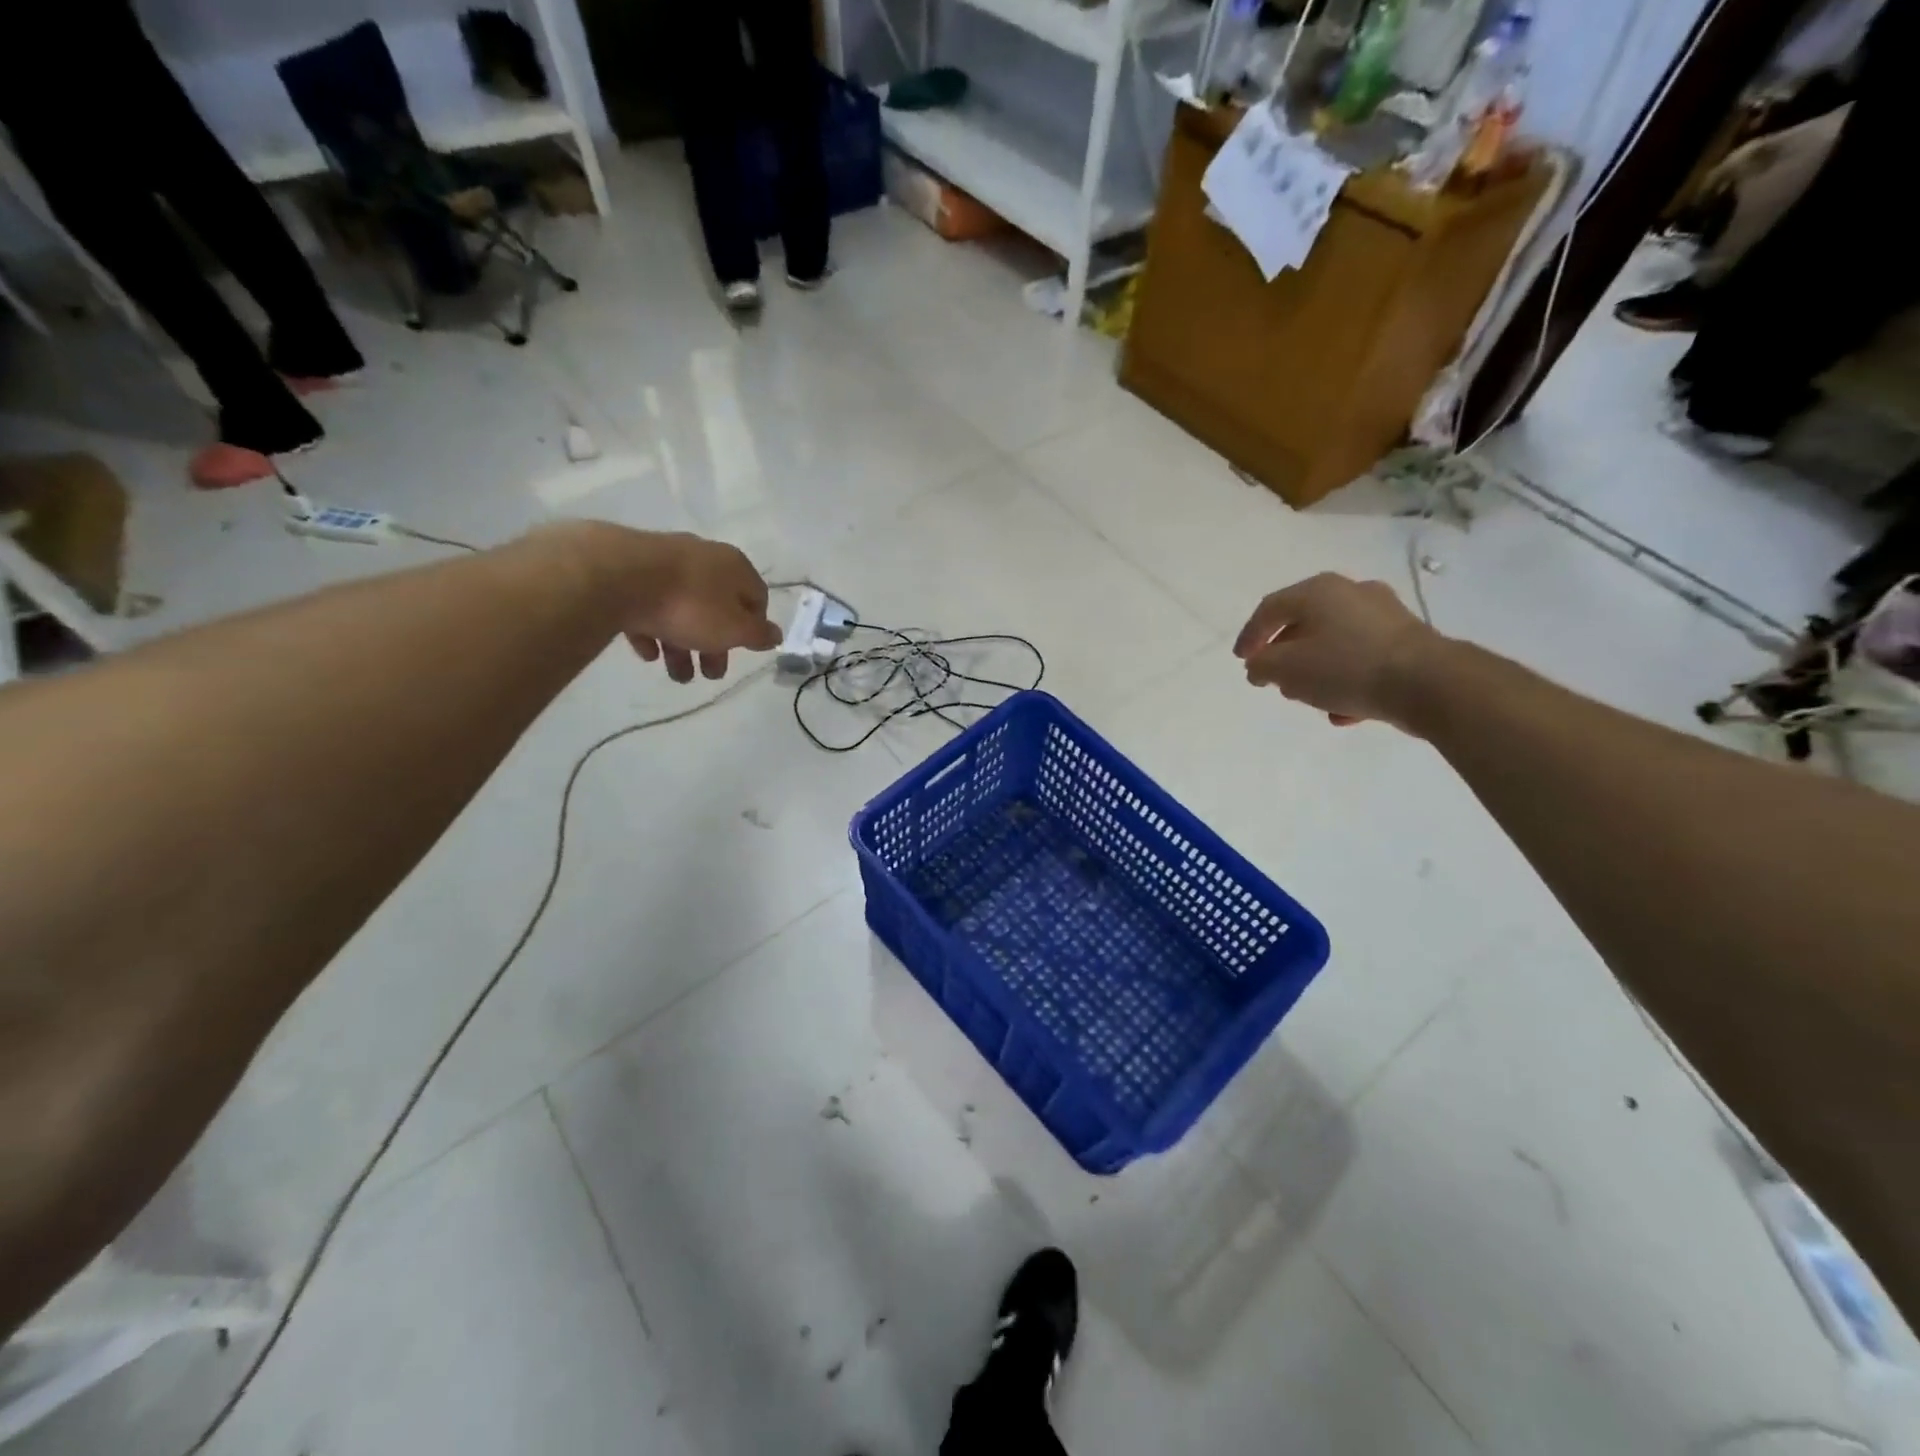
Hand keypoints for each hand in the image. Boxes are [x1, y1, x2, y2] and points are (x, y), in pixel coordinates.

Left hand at [604, 529, 781, 682]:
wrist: (618, 576)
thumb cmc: (690, 605)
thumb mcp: (734, 628)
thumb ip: (758, 634)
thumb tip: (776, 635)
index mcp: (734, 567)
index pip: (757, 597)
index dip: (754, 628)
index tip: (744, 652)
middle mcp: (703, 559)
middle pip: (717, 607)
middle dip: (714, 646)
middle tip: (709, 674)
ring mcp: (664, 563)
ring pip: (682, 609)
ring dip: (682, 645)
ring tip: (675, 674)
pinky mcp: (630, 572)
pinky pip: (649, 606)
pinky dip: (652, 630)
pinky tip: (648, 651)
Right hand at [1233, 573, 1441, 728]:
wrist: (1429, 683)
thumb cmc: (1347, 667)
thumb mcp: (1287, 668)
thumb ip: (1262, 665)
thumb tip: (1259, 666)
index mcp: (1318, 591)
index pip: (1270, 608)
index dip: (1249, 636)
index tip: (1242, 661)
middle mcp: (1351, 593)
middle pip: (1304, 623)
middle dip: (1285, 654)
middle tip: (1274, 678)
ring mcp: (1384, 615)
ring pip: (1335, 642)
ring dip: (1315, 669)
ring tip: (1307, 697)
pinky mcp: (1407, 640)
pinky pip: (1363, 657)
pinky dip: (1346, 678)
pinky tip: (1343, 709)